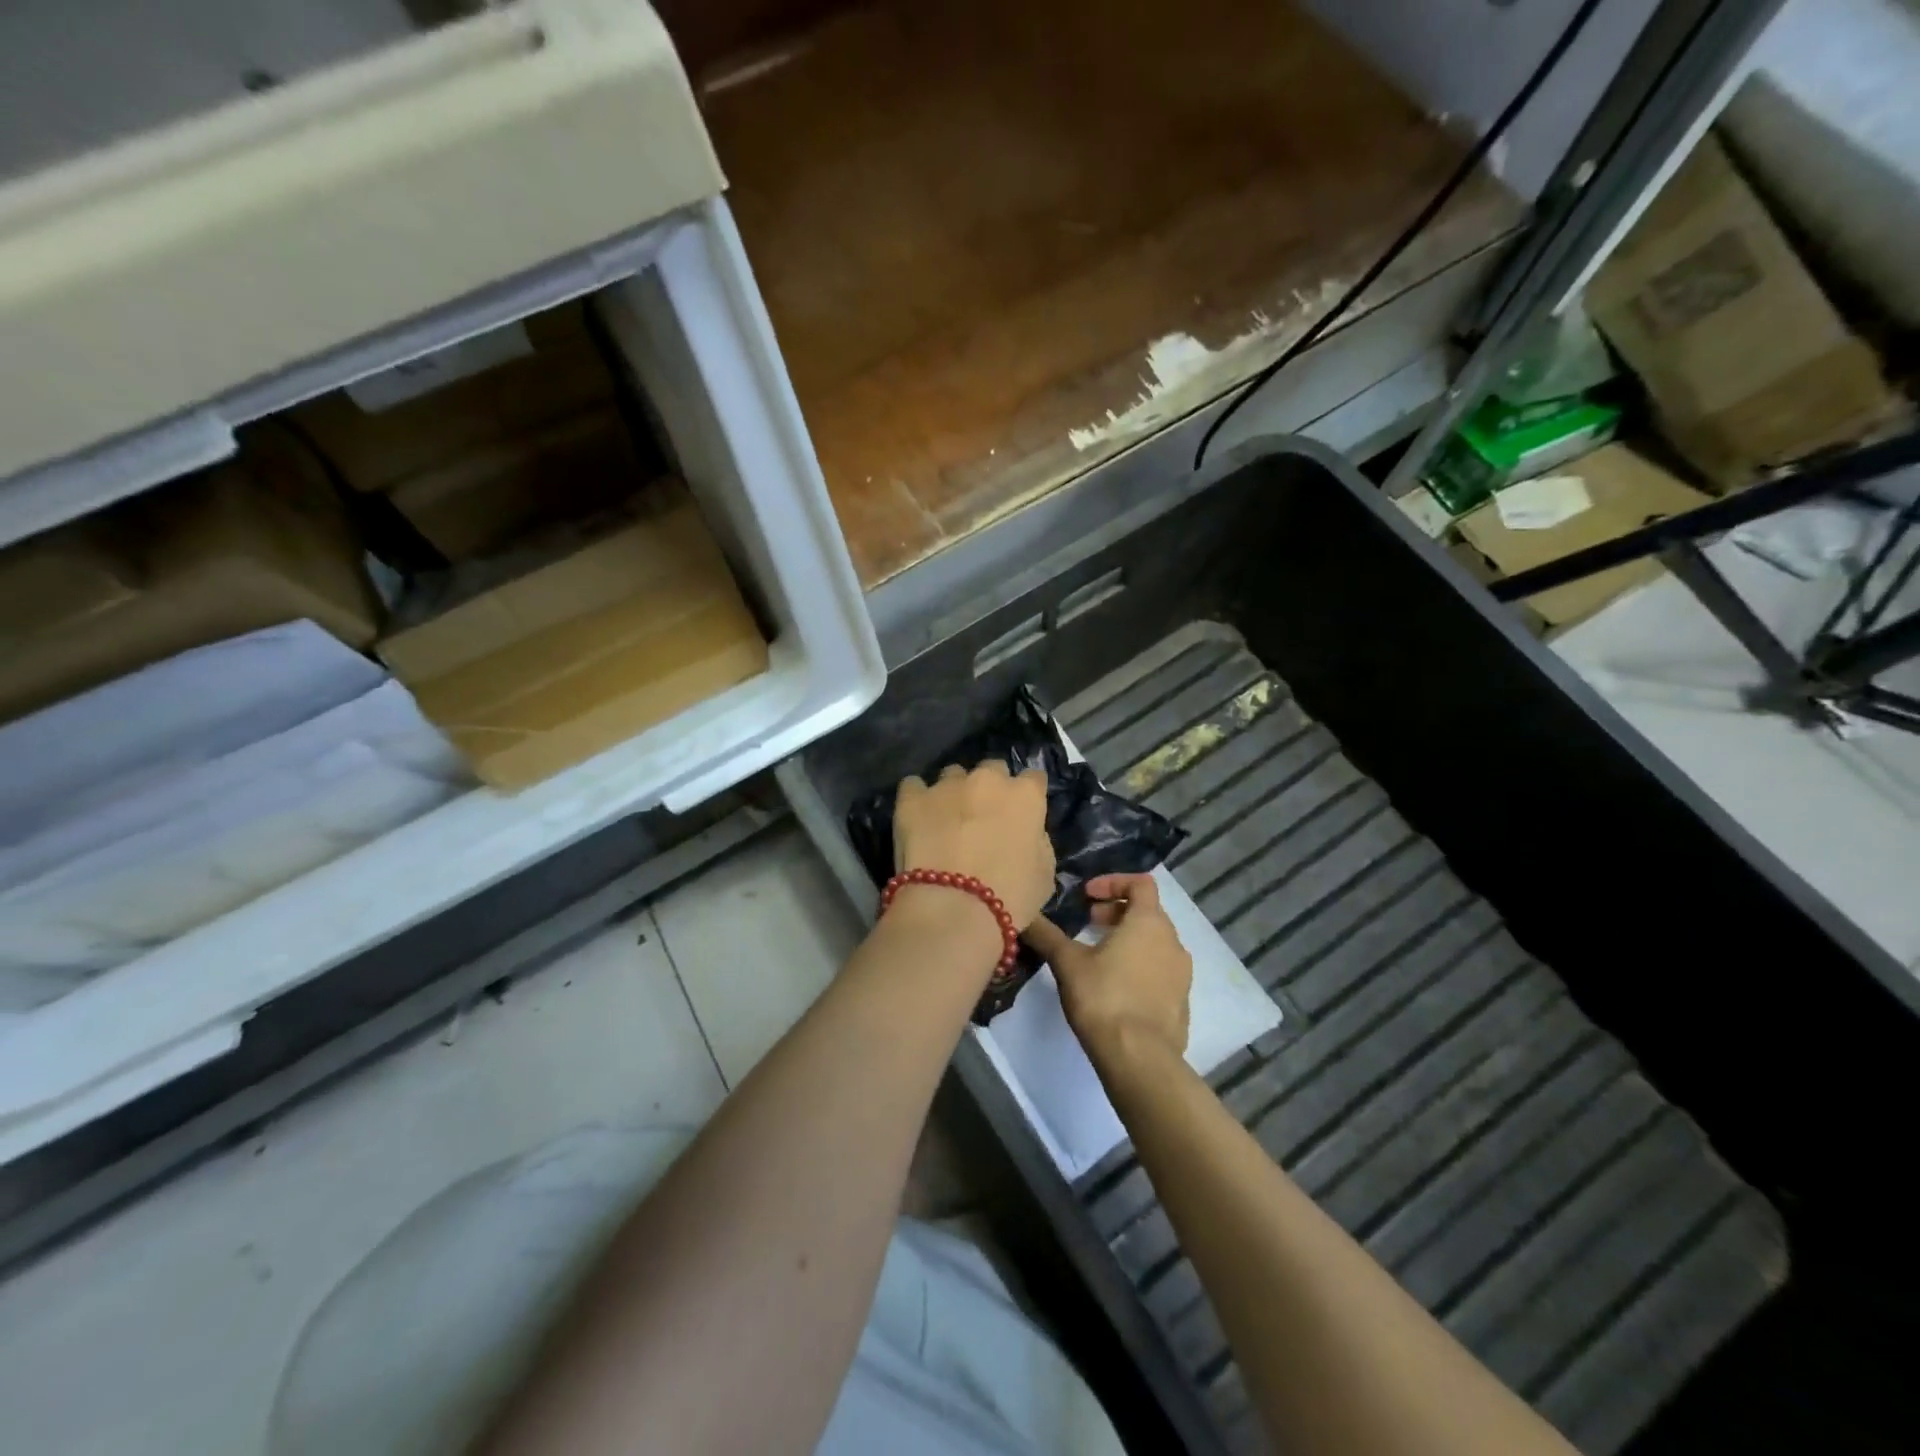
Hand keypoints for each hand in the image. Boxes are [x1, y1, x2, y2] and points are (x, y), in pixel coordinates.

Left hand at [893, 762, 1054, 929]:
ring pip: (952, 775)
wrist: (953, 909)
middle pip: (992, 769)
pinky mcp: (912, 798)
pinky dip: (917, 798)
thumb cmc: (1010, 897)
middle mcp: (987, 780)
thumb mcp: (1045, 873)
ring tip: (946, 819)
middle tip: (983, 817)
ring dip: (954, 791)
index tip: (1022, 813)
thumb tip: (1027, 834)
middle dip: (990, 788)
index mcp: (1025, 795)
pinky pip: (913, 786)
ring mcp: (946, 785)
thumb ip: (1037, 841)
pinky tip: (916, 818)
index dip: (1027, 796)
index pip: (1033, 779)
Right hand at [1024, 873, 1191, 1065]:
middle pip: (1148, 912)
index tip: (1087, 896)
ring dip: (1129, 940)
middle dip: (1117, 912)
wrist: (1140, 1058)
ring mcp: (1181, 974)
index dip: (1112, 882)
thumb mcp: (1067, 963)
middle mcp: (1172, 941)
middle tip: (1089, 924)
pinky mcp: (1182, 1002)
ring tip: (1099, 957)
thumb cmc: (1104, 998)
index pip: (1141, 883)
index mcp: (1149, 922)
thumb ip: (1046, 935)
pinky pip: (1161, 971)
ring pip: (1156, 943)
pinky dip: (1140, 967)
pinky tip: (1116, 989)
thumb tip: (1023, 916)